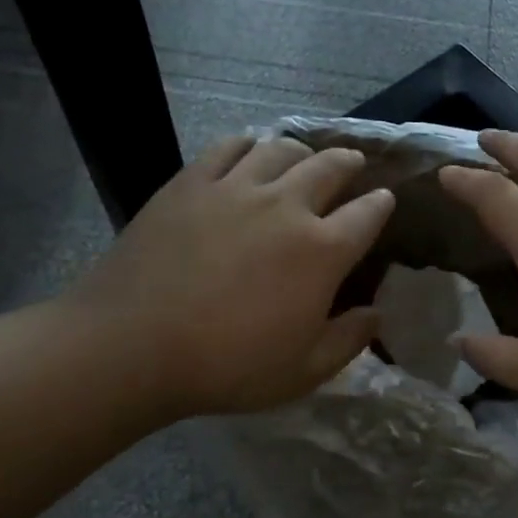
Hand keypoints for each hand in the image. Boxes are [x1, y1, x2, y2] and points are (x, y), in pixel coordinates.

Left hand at [73, 135, 393, 419]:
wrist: (132, 345)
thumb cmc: (226, 366)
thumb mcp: (302, 371)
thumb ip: (348, 340)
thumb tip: (376, 314)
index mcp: (321, 251)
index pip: (367, 214)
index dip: (381, 204)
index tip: (384, 200)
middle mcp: (286, 207)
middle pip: (330, 167)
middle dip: (349, 162)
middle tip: (352, 164)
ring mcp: (236, 188)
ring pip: (282, 149)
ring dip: (303, 150)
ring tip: (304, 157)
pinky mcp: (192, 182)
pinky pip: (229, 147)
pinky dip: (249, 145)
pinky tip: (250, 152)